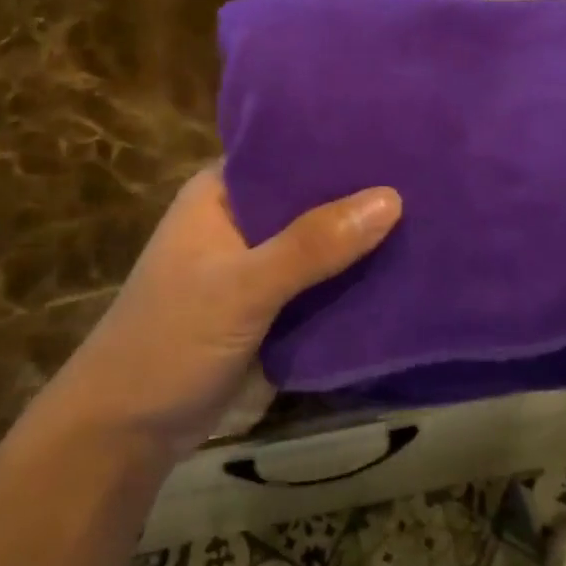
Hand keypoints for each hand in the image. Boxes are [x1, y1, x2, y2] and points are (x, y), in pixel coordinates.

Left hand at [56, 166, 401, 458]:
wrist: (129, 432)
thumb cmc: (171, 341)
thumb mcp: (241, 287)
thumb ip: (311, 245)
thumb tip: (391, 198)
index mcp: (221, 194)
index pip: (286, 151)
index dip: (337, 144)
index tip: (398, 134)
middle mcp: (241, 220)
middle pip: (310, 198)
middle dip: (360, 195)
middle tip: (433, 176)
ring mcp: (256, 266)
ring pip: (320, 243)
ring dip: (362, 240)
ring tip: (436, 215)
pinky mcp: (271, 308)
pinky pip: (321, 284)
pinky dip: (352, 281)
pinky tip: (405, 269)